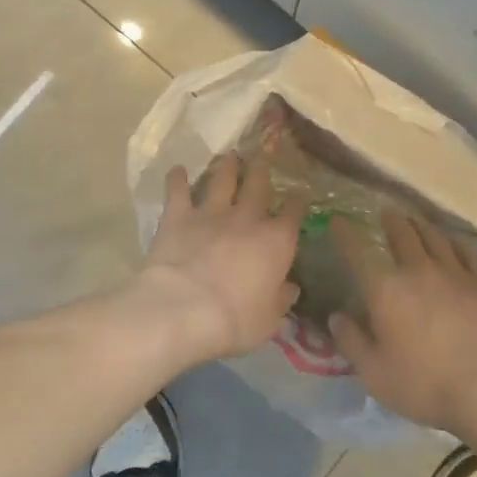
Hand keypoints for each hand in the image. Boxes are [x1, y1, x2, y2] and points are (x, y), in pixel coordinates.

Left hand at [141, 153, 304, 361]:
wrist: (184, 308)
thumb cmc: (235, 320)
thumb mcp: (269, 320)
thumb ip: (280, 300)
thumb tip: (290, 288)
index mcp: (277, 241)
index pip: (294, 213)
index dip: (298, 203)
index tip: (299, 197)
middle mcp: (247, 218)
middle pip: (258, 185)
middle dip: (262, 170)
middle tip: (262, 156)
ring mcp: (211, 213)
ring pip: (222, 180)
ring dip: (227, 167)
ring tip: (229, 156)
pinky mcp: (178, 216)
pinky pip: (178, 191)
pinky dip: (177, 179)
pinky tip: (177, 169)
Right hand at [330, 212, 476, 438]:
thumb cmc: (426, 384)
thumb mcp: (375, 373)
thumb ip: (352, 342)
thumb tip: (335, 316)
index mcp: (385, 289)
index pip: (358, 252)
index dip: (345, 233)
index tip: (338, 219)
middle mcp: (418, 270)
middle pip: (403, 234)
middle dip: (391, 221)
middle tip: (386, 213)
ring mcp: (455, 273)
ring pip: (434, 237)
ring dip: (421, 225)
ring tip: (415, 220)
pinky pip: (466, 252)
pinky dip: (454, 242)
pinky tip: (452, 242)